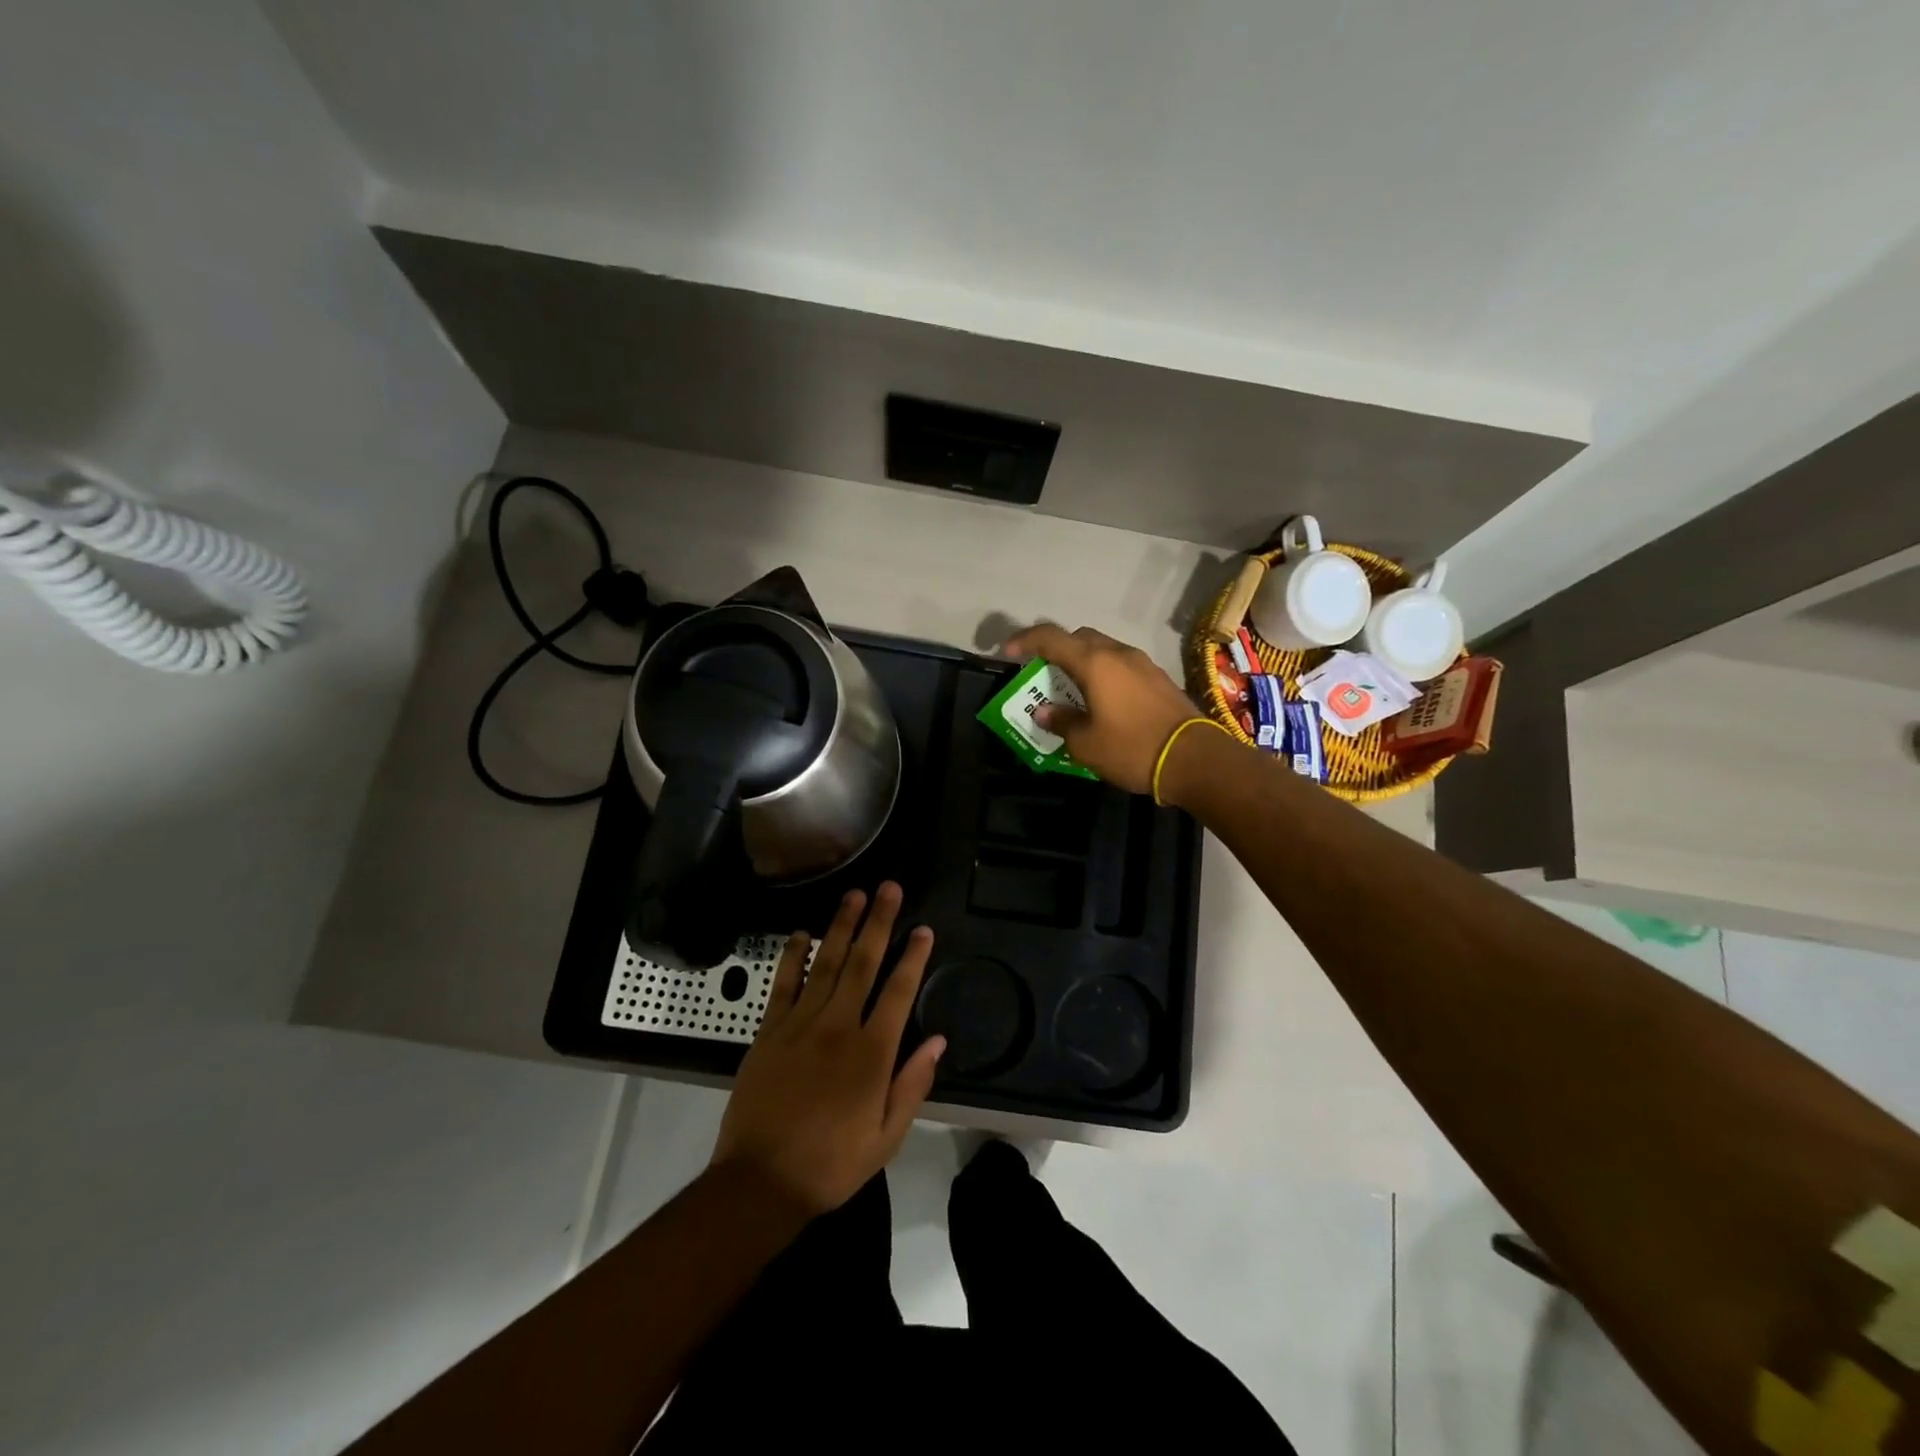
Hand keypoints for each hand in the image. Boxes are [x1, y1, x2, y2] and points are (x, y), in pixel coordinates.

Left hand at [710, 883, 944, 1215]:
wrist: (759, 1183)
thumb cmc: (831, 1164)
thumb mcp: (886, 1137)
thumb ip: (913, 1084)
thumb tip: (938, 1040)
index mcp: (870, 1053)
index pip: (898, 992)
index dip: (913, 958)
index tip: (924, 929)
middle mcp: (837, 1027)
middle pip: (862, 963)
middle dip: (878, 922)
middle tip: (888, 888)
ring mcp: (799, 1025)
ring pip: (825, 964)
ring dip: (840, 926)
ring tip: (853, 895)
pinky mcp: (768, 1031)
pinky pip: (783, 984)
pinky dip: (792, 956)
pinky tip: (800, 932)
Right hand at [1003, 623, 1200, 794]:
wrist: (1195, 759)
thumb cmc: (1132, 748)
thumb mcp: (1086, 743)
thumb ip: (1061, 722)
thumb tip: (1044, 712)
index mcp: (1094, 663)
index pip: (1050, 638)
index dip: (1025, 641)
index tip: (1007, 653)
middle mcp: (1118, 654)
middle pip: (1079, 639)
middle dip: (1056, 651)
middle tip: (1042, 675)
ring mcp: (1142, 664)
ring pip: (1103, 651)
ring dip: (1082, 663)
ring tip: (1071, 691)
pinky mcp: (1158, 679)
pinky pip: (1121, 666)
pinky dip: (1104, 675)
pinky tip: (1102, 702)